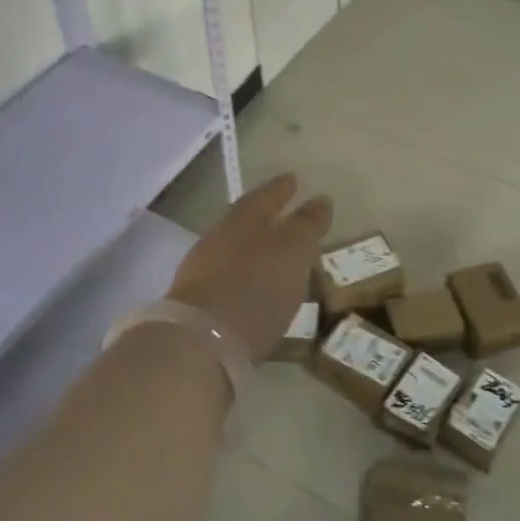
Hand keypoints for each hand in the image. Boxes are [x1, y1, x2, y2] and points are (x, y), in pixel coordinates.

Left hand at [168, 173, 332, 363]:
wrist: (202, 341)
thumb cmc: (256, 287)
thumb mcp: (292, 251)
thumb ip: (307, 225)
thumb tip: (320, 198)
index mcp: (242, 219)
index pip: (265, 195)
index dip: (281, 188)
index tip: (294, 179)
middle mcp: (219, 238)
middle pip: (245, 221)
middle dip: (266, 218)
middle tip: (286, 217)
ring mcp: (203, 271)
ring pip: (234, 249)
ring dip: (255, 249)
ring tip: (276, 256)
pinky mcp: (199, 303)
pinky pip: (227, 277)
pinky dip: (245, 276)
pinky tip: (256, 288)